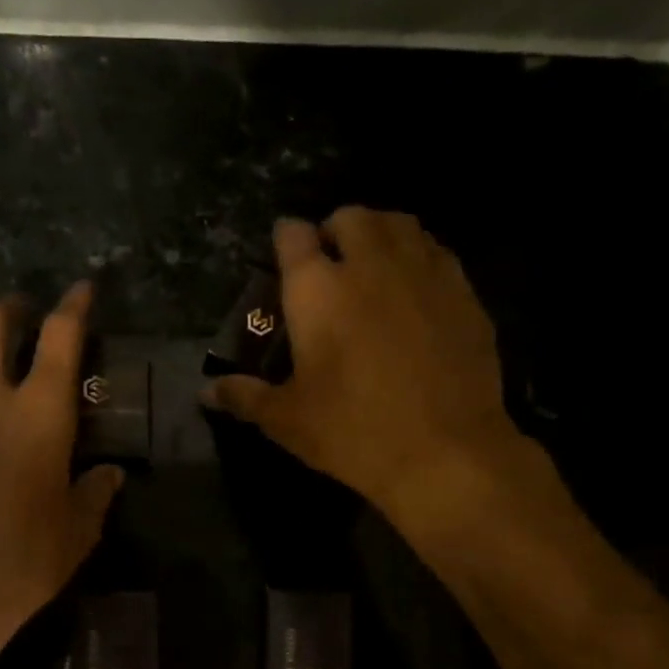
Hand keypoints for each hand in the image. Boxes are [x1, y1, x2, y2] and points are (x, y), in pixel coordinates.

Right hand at [206, 208, 529, 520]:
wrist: (444, 452)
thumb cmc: (352, 433)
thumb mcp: (286, 420)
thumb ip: (244, 396)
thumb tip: (205, 392)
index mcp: (317, 290)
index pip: (293, 236)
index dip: (285, 239)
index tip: (283, 254)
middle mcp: (369, 264)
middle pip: (351, 217)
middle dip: (335, 231)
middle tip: (330, 265)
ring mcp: (423, 272)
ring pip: (399, 224)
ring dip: (379, 234)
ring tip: (373, 266)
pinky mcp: (463, 291)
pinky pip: (436, 251)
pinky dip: (418, 257)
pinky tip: (414, 290)